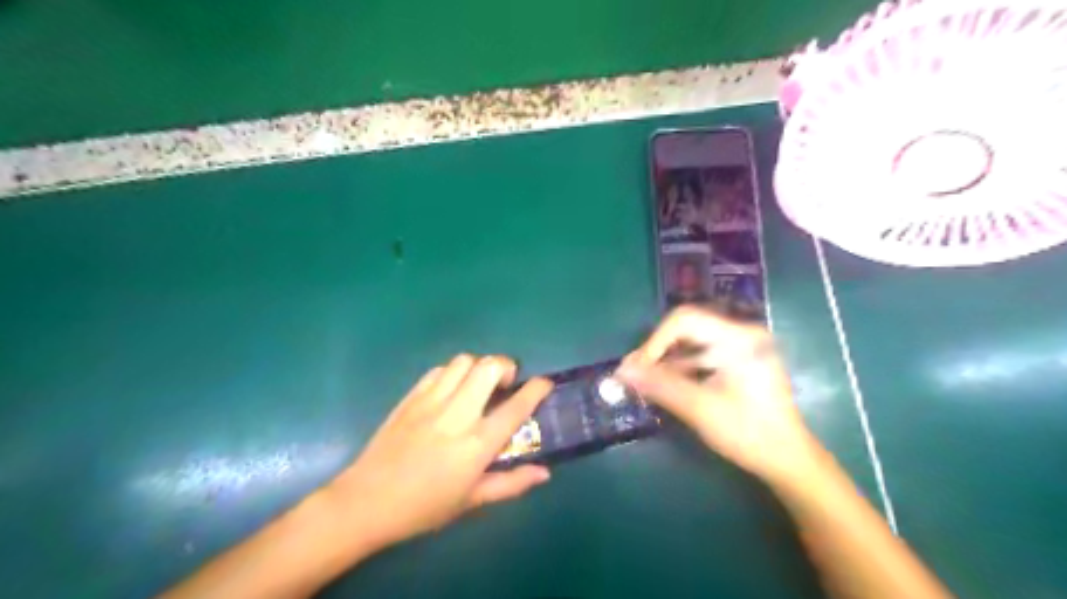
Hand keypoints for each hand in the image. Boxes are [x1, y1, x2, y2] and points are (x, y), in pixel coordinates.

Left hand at [331, 354, 555, 553]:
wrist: (366, 502)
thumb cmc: (424, 507)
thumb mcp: (472, 501)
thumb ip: (511, 484)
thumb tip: (544, 473)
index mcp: (477, 443)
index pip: (516, 406)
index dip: (537, 389)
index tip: (545, 384)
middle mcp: (457, 414)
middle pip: (489, 367)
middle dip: (506, 366)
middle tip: (507, 383)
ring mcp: (431, 401)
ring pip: (463, 361)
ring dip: (479, 366)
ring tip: (479, 384)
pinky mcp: (411, 397)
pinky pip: (438, 370)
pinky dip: (453, 372)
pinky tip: (452, 390)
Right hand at [619, 305, 817, 483]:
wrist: (788, 460)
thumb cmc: (748, 433)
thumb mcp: (700, 408)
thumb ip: (660, 385)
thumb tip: (621, 370)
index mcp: (738, 337)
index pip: (684, 320)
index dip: (654, 342)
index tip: (636, 370)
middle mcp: (740, 333)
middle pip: (686, 328)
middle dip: (657, 351)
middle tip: (635, 376)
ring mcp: (740, 347)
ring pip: (690, 342)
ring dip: (666, 361)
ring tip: (645, 384)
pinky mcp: (738, 361)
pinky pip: (700, 355)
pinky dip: (680, 369)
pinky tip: (666, 387)